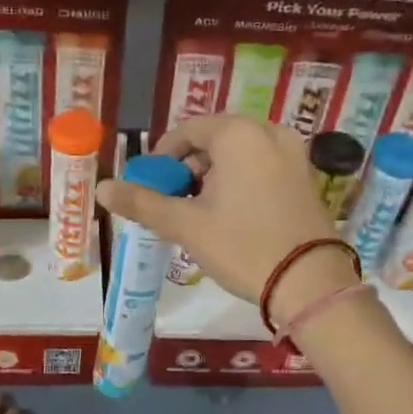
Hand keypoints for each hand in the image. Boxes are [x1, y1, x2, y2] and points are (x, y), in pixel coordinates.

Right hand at [94, 115, 355, 323]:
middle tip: (175, 201)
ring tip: (201, 211)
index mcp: (238, 134)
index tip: (151, 185)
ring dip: (215, 174)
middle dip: (190, 166)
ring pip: (240, 152)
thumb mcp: (187, 226)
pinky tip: (233, 213)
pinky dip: (241, 179)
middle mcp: (269, 132)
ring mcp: (293, 153)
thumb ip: (142, 203)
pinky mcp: (306, 176)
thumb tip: (102, 188)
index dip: (163, 156)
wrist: (310, 283)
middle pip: (215, 138)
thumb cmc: (243, 247)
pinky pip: (263, 164)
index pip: (188, 130)